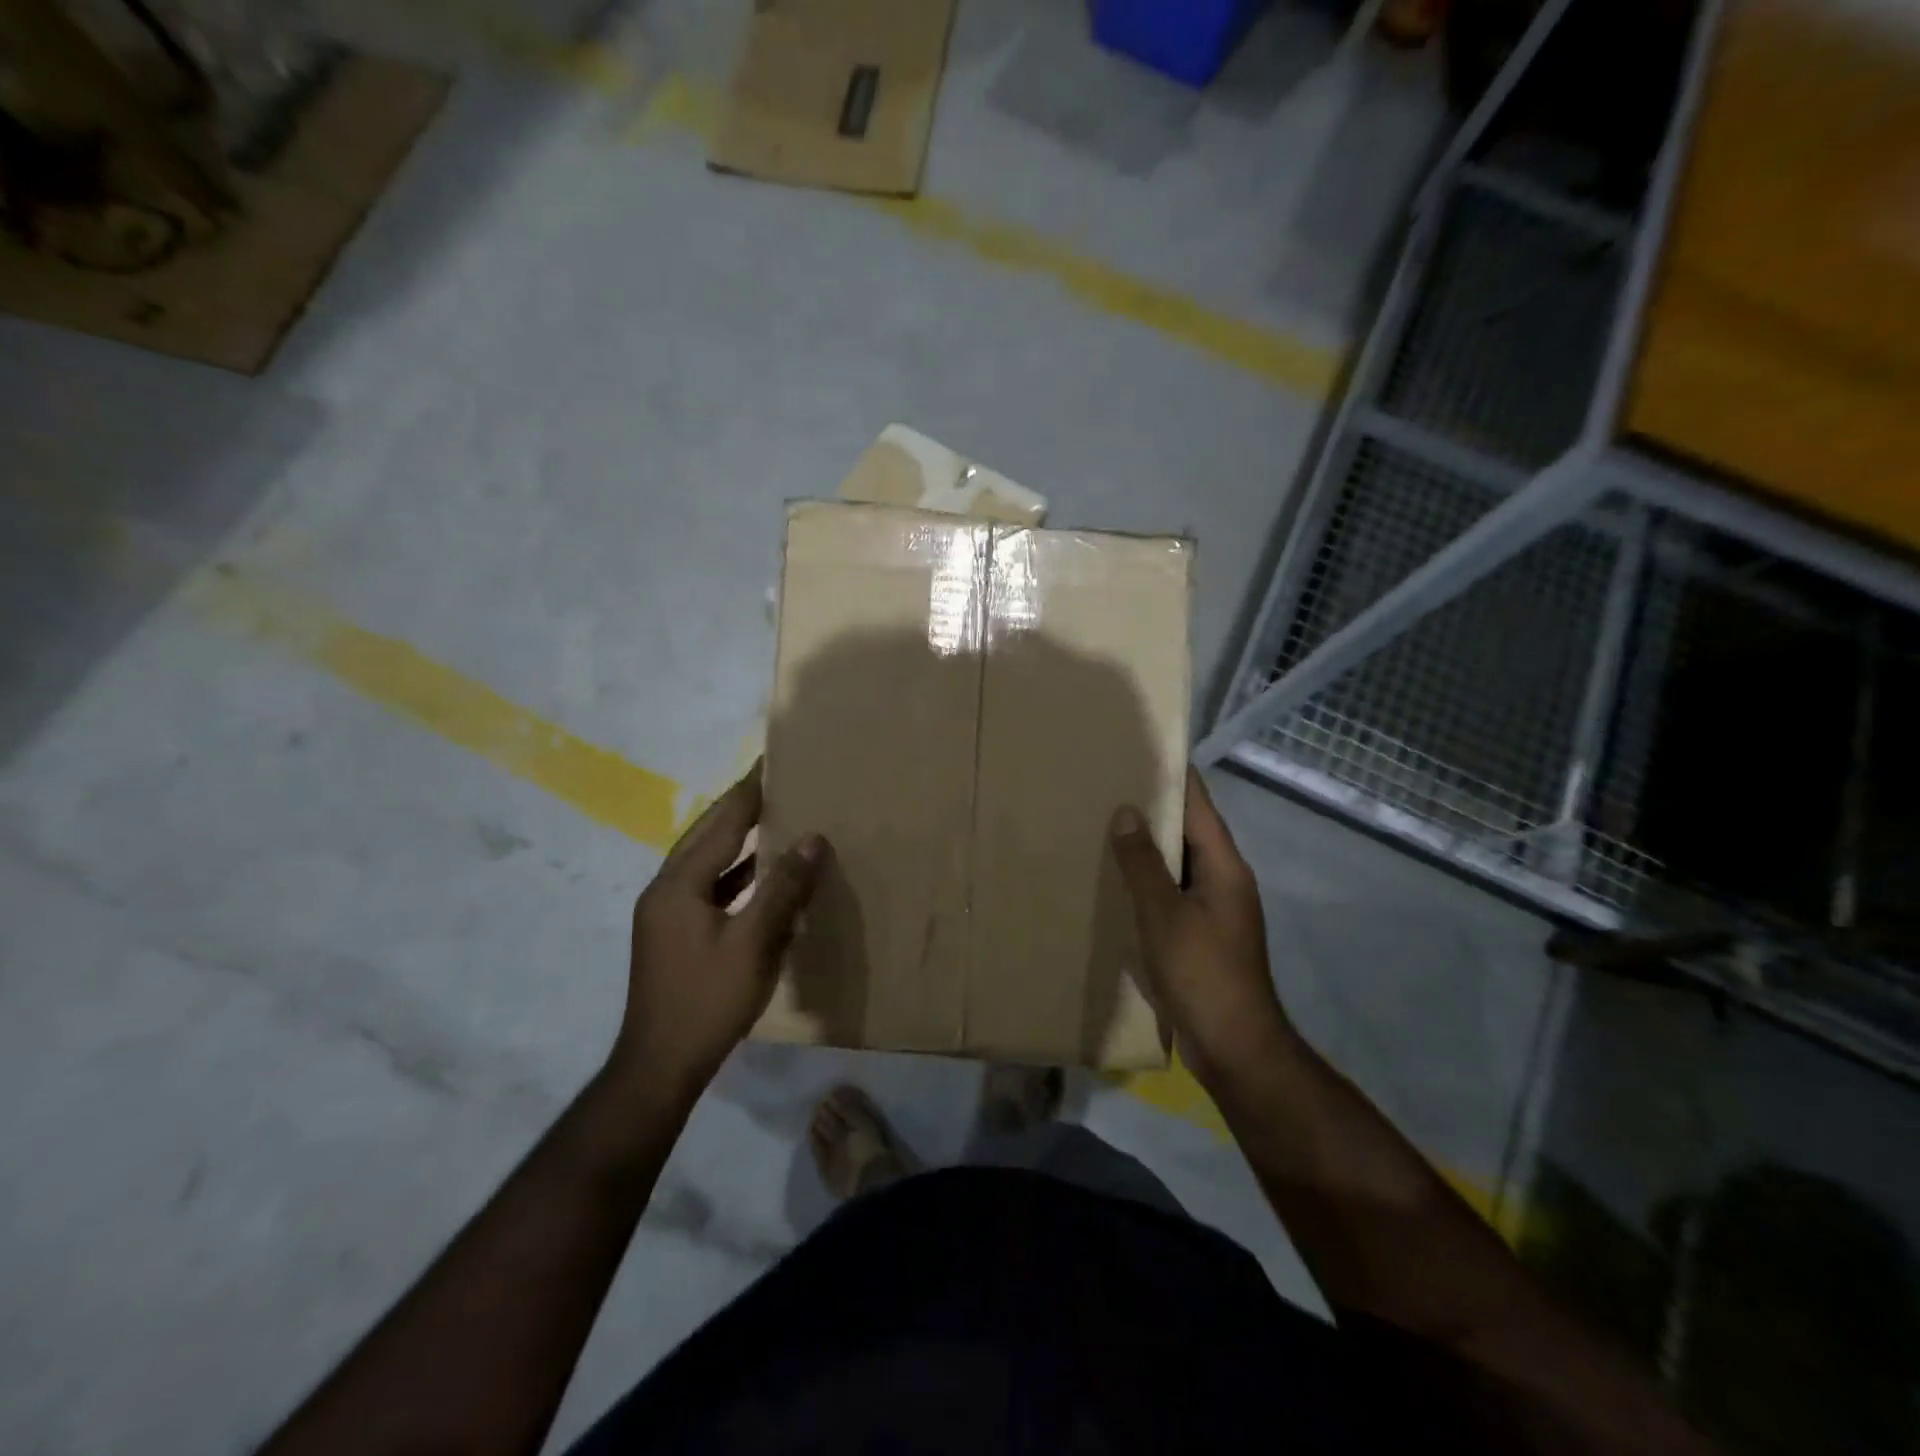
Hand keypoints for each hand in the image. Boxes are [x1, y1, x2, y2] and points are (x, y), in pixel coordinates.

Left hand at [611, 763, 827, 1097]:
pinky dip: (737, 874)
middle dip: (742, 806)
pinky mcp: (675, 933)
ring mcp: (668, 913)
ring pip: (709, 862)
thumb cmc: (707, 1001)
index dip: (750, 790)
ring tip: (776, 817)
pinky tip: (763, 876)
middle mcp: (667, 889)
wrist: (660, 1066)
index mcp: (678, 884)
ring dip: (740, 839)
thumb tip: (812, 840)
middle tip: (777, 780)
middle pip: (709, 835)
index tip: (773, 760)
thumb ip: (782, 888)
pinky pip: (711, 887)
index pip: (722, 822)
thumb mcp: (753, 943)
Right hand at [1110, 768, 1292, 1088]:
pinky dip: (1147, 880)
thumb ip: (1143, 863)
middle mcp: (1223, 879)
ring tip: (1103, 824)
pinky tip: (1115, 880)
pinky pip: (1172, 892)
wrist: (1235, 1046)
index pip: (1199, 804)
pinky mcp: (1201, 934)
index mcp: (1223, 866)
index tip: (1141, 749)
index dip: (1174, 775)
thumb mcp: (1164, 914)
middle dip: (1152, 807)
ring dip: (1147, 845)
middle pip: (1188, 830)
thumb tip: (1126, 812)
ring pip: (1178, 862)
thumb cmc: (1202, 973)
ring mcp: (1214, 909)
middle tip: (1107, 785)